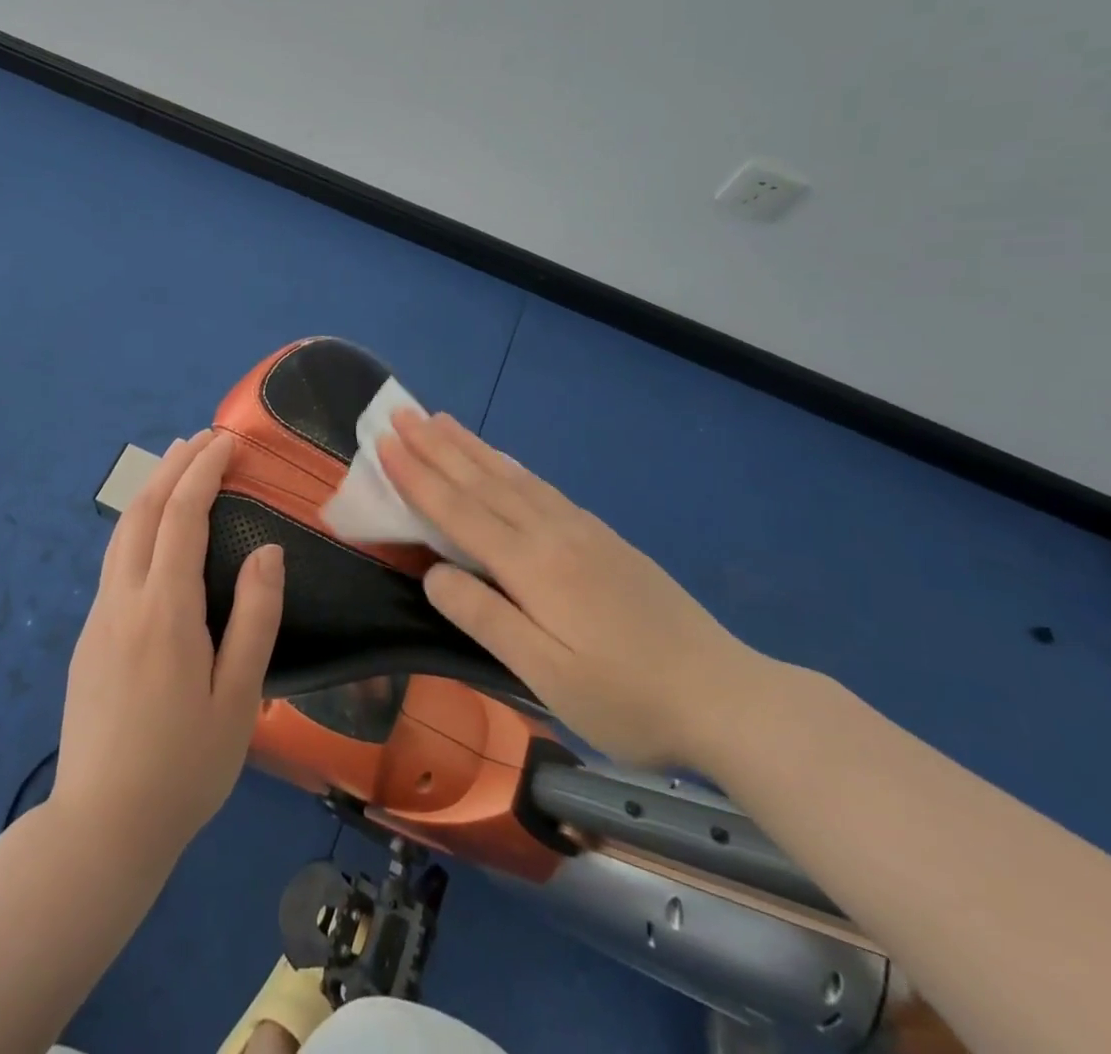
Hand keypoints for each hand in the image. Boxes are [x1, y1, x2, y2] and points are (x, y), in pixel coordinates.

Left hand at [52, 430, 284, 860]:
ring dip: (150, 490)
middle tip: (203, 439)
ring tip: (177, 466)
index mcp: (165, 610)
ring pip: (121, 533)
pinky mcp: (88, 638)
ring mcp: (98, 617)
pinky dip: (138, 524)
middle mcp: (123, 600)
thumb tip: (268, 551)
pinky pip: (114, 561)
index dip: (203, 472)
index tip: (226, 441)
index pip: (182, 517)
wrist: (100, 828)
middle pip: (142, 511)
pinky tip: (155, 531)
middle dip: (172, 466)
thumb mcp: (239, 697)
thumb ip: (255, 618)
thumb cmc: (185, 766)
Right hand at [377, 411, 757, 769]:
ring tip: (440, 419)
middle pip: (481, 481)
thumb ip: (485, 618)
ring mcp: (582, 530)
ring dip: (470, 446)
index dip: (417, 477)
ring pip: (512, 476)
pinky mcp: (603, 537)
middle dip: (436, 446)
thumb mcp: (546, 675)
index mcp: (531, 565)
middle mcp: (552, 533)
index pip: (458, 510)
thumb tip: (432, 573)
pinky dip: (510, 465)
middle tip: (401, 412)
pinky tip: (503, 460)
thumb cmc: (627, 698)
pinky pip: (541, 486)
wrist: (726, 694)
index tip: (384, 442)